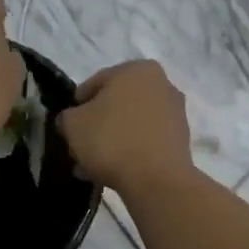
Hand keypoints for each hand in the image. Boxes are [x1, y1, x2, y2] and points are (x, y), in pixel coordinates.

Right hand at [56, 61, 194, 194]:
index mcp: (136, 69)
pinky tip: (112, 172)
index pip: (96, 83)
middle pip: (116, 104)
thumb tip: (72, 120)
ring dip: (111, 141)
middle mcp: (161, 84)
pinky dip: (129, 152)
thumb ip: (67, 117)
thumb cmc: (111, 140)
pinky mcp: (181, 140)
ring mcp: (175, 113)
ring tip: (92, 166)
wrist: (156, 179)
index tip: (68, 126)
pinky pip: (145, 141)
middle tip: (80, 146)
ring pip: (131, 124)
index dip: (77, 105)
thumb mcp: (73, 125)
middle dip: (97, 125)